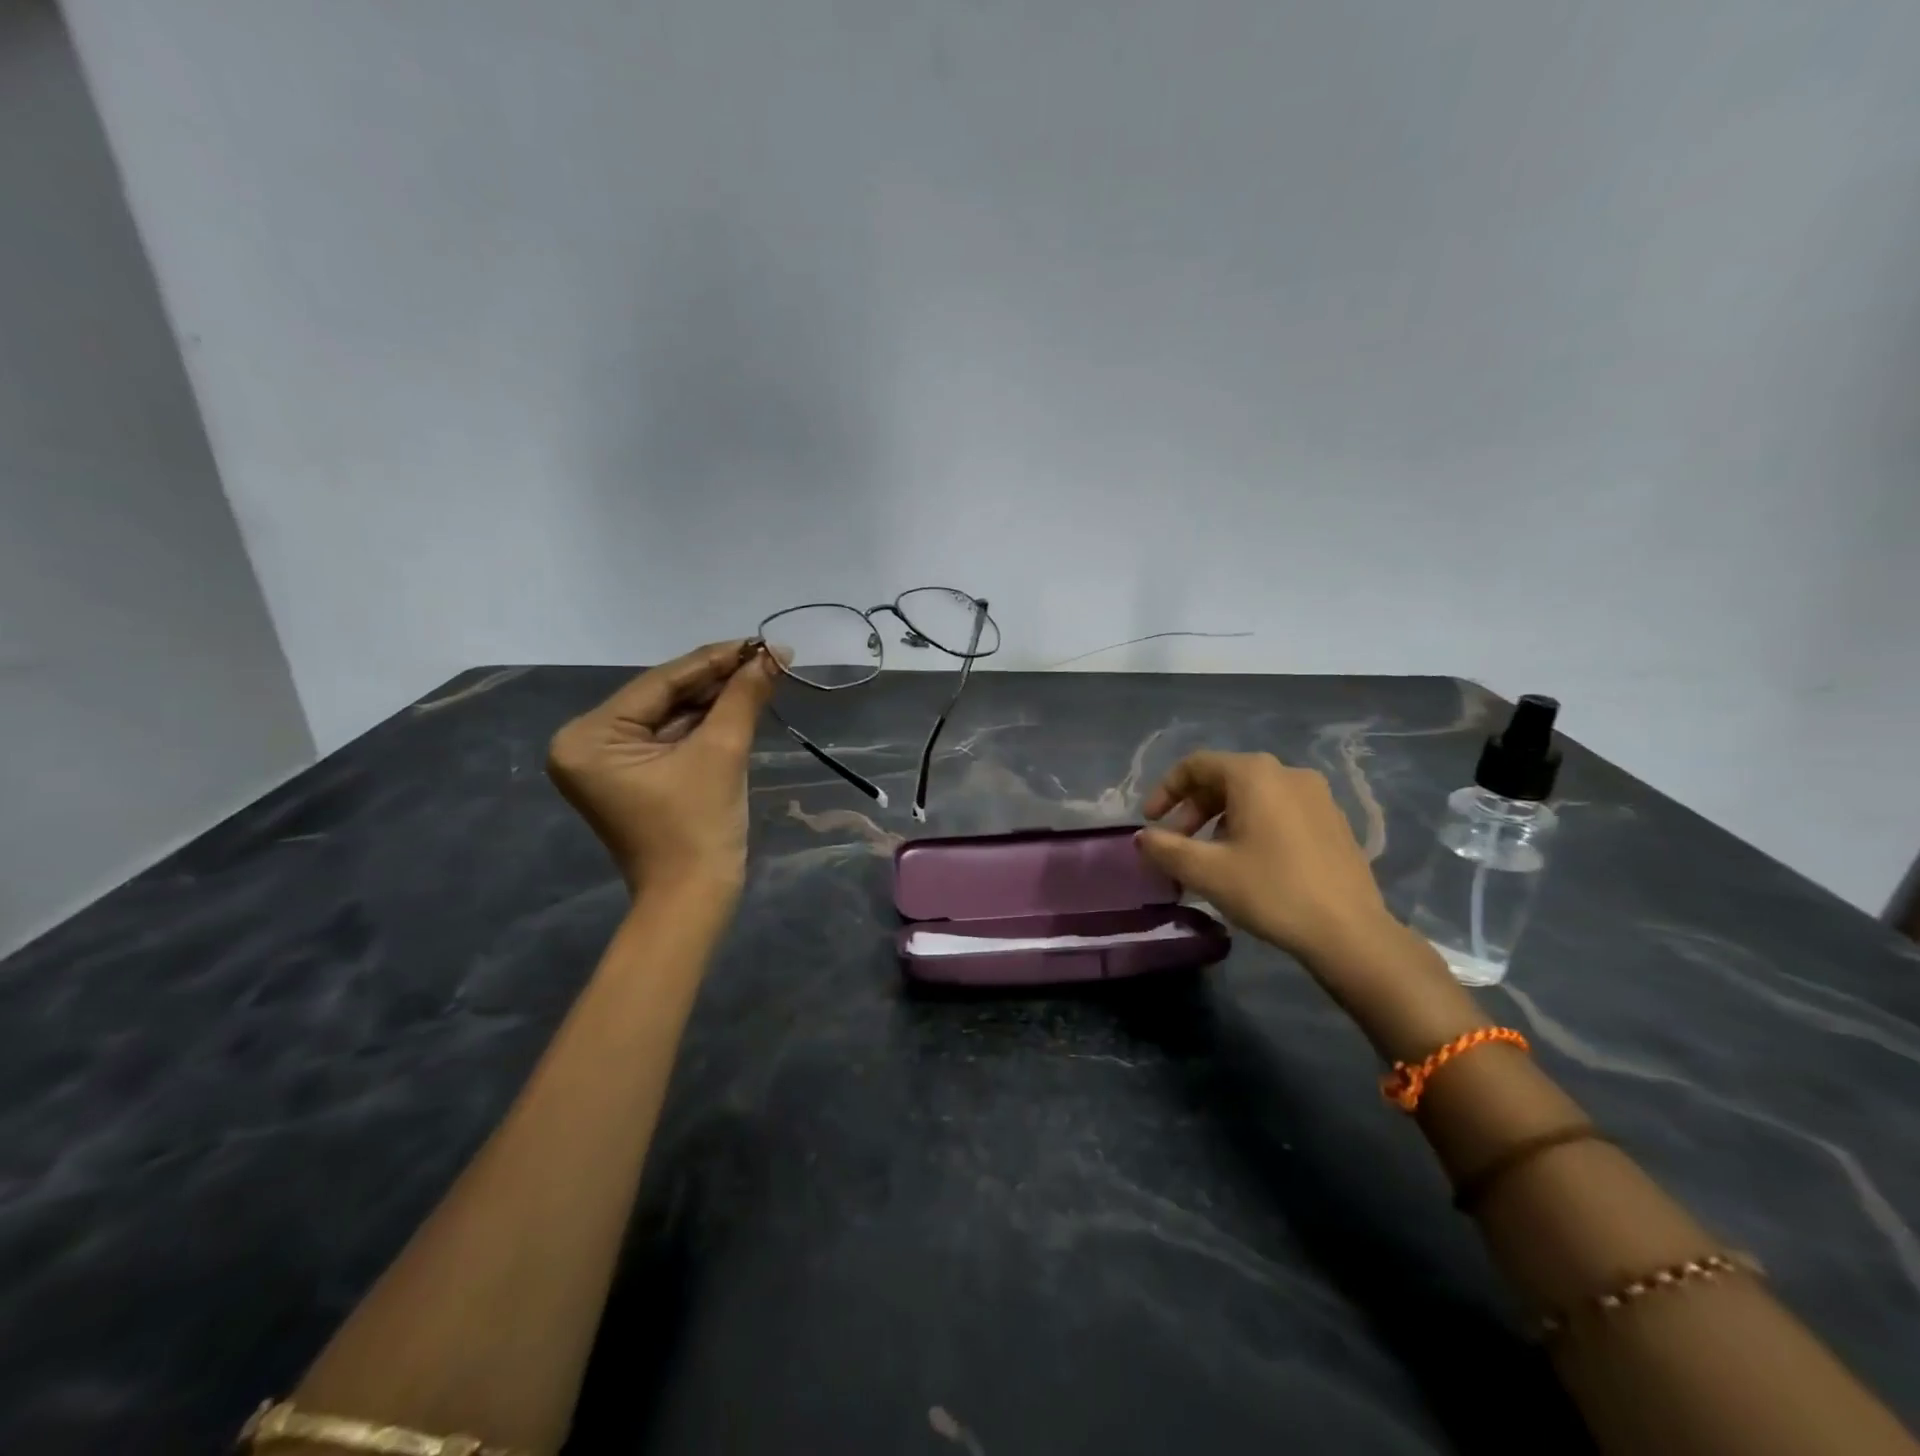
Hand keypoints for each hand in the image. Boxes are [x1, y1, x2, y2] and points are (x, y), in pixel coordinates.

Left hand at [547, 641, 776, 899]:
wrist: (693, 899)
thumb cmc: (698, 827)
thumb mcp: (722, 752)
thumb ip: (743, 696)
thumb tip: (776, 653)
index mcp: (589, 737)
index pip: (660, 683)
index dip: (714, 659)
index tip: (759, 641)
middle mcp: (586, 744)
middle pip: (663, 698)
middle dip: (717, 679)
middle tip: (767, 656)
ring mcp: (606, 762)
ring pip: (670, 716)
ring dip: (715, 698)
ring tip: (762, 673)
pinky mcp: (630, 777)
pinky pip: (670, 738)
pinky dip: (705, 723)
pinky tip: (740, 702)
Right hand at [1136, 750, 1412, 973]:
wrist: (1350, 932)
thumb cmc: (1271, 891)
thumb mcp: (1206, 871)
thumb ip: (1166, 848)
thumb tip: (1143, 837)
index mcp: (1255, 774)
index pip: (1196, 765)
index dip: (1165, 790)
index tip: (1150, 821)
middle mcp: (1287, 773)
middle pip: (1225, 779)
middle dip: (1193, 809)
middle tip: (1176, 844)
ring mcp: (1317, 795)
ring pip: (1253, 796)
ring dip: (1220, 820)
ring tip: (1210, 857)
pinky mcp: (1334, 821)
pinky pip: (1280, 810)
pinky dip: (1252, 825)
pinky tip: (1249, 862)